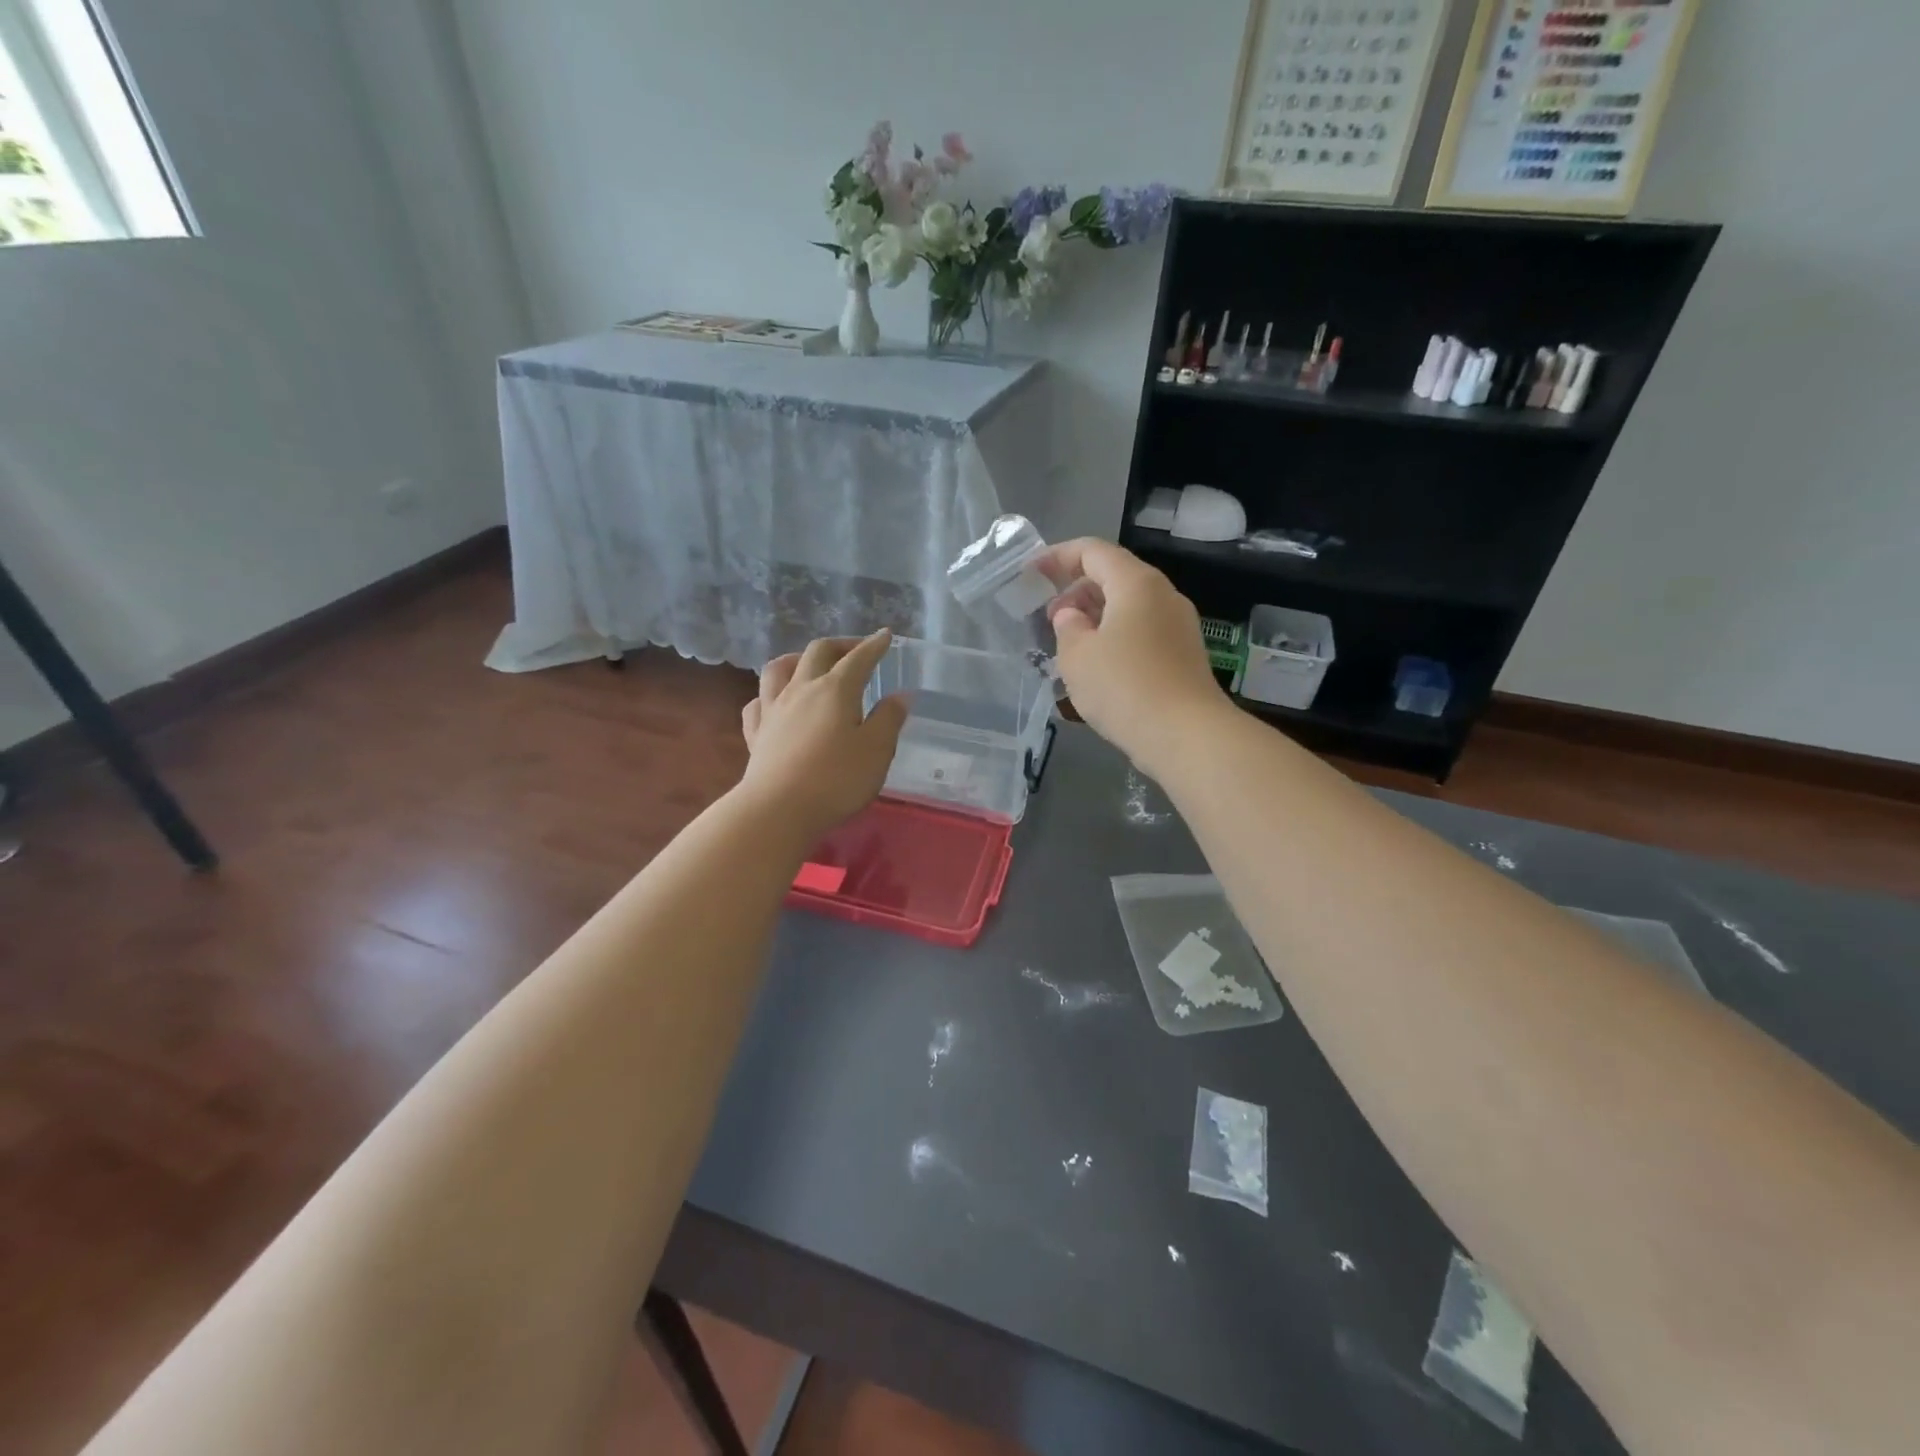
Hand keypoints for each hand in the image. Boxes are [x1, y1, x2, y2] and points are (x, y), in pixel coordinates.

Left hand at [740, 631, 908, 840]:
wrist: (778, 810)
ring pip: (778, 669)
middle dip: (839, 645)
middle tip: (855, 651)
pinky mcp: (755, 733)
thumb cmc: (836, 780)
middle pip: (817, 652)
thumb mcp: (877, 751)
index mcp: (836, 690)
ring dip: (797, 659)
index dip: (873, 645)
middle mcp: (801, 689)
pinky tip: (774, 702)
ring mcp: (773, 709)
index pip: (858, 658)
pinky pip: (757, 702)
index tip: (885, 636)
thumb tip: (900, 695)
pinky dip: (768, 695)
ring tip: (807, 663)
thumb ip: (889, 719)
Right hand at [1039, 539, 1229, 778]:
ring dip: (1095, 617)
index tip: (1030, 574)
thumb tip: (1072, 615)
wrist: (1186, 734)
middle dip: (1075, 590)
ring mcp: (1178, 626)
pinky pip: (1141, 631)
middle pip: (1114, 576)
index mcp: (1136, 583)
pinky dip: (1114, 637)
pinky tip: (1097, 666)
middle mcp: (1163, 595)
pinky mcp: (1183, 655)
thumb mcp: (1077, 655)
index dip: (1057, 557)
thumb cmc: (1124, 686)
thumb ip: (1067, 626)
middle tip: (1047, 619)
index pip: (1093, 551)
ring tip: (1068, 645)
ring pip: (1129, 607)